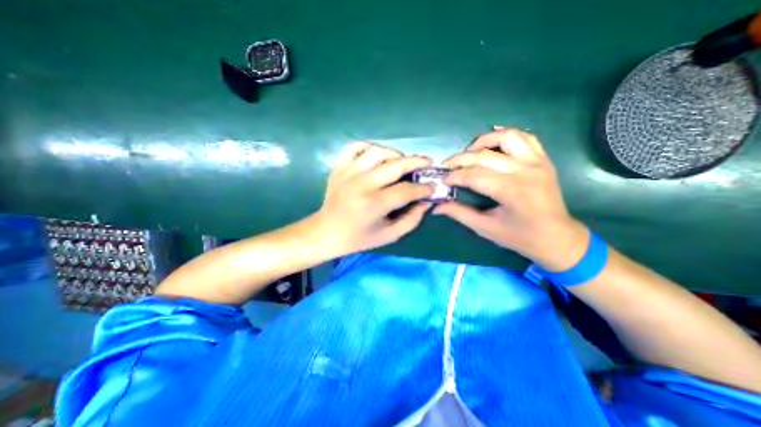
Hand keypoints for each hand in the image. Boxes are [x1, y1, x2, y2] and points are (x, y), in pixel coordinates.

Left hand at [310, 141, 433, 256]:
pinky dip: (368, 147)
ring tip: (401, 162)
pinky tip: (376, 156)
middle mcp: (361, 184)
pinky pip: (354, 147)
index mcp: (374, 204)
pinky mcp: (339, 168)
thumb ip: (411, 220)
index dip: (423, 188)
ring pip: (377, 151)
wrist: (326, 232)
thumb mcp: (388, 235)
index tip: (433, 187)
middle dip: (416, 163)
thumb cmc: (358, 238)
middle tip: (427, 164)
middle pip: (395, 165)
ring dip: (394, 155)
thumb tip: (426, 202)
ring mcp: (348, 173)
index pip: (406, 190)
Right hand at [434, 128, 586, 271]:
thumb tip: (436, 206)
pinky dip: (506, 137)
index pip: (474, 176)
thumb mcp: (485, 228)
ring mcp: (537, 162)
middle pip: (484, 156)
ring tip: (470, 153)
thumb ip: (459, 213)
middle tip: (447, 167)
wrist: (557, 237)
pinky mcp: (543, 159)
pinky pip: (525, 137)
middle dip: (460, 160)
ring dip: (483, 141)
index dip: (454, 177)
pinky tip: (492, 146)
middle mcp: (525, 171)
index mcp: (512, 191)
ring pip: (507, 137)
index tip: (443, 181)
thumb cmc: (519, 237)